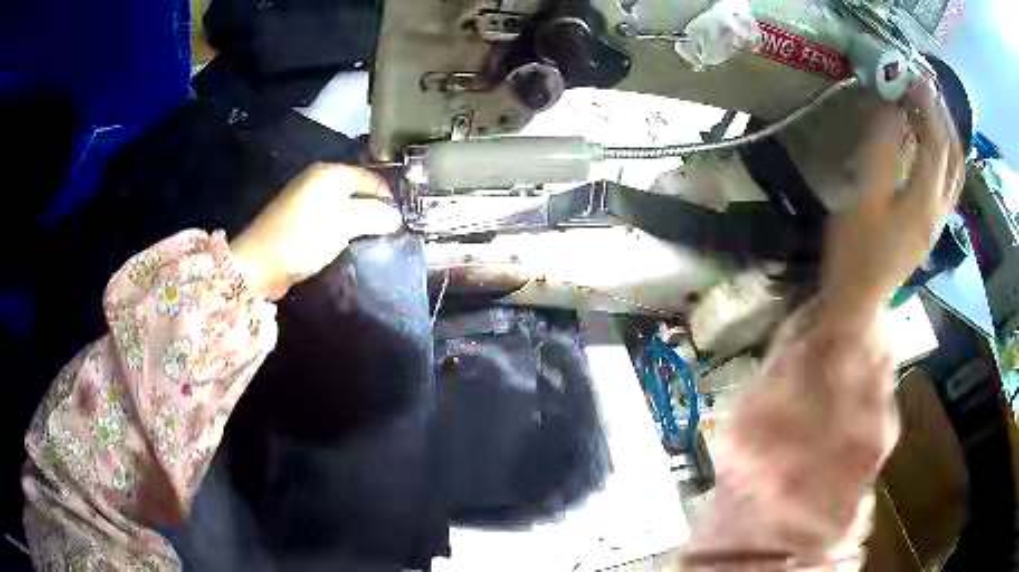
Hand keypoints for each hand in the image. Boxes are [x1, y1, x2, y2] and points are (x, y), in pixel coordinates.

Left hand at [230, 164, 402, 298]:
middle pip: (356, 189)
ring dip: (356, 221)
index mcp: (330, 173)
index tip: (400, 222)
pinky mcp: (296, 217)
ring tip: (369, 240)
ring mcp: (305, 197)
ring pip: (342, 205)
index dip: (387, 197)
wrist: (258, 263)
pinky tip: (344, 243)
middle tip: (387, 233)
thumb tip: (395, 216)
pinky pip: (327, 216)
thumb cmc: (302, 238)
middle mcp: (317, 179)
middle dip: (372, 209)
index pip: (370, 178)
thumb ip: (372, 216)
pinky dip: (339, 227)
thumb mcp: (342, 225)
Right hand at [819, 80, 964, 326]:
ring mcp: (938, 220)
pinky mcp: (932, 226)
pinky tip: (936, 144)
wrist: (858, 300)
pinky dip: (947, 156)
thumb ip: (881, 152)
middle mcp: (939, 209)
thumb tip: (894, 111)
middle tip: (925, 86)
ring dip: (949, 135)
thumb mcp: (863, 198)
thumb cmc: (855, 251)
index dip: (928, 107)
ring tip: (934, 108)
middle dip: (942, 116)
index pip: (936, 143)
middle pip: (952, 156)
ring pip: (955, 172)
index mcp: (924, 201)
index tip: (915, 77)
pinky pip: (949, 184)